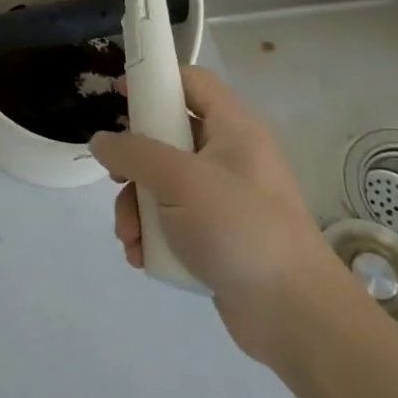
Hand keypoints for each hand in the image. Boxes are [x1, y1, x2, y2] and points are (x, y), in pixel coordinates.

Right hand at [92, 65, 344, 364]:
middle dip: (133, 165)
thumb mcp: (179, 181)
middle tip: (115, 180)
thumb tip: (101, 141)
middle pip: (166, 137)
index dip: (153, 81)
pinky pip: (173, 220)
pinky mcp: (219, 236)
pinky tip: (142, 257)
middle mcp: (229, 156)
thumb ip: (134, 154)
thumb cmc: (240, 229)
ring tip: (129, 237)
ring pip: (163, 184)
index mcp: (232, 128)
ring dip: (137, 208)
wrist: (297, 317)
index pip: (190, 82)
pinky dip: (153, 235)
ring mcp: (225, 198)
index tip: (117, 96)